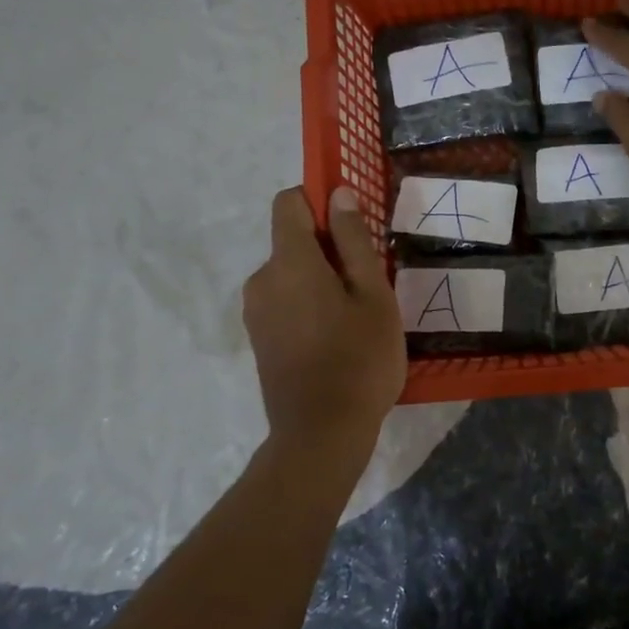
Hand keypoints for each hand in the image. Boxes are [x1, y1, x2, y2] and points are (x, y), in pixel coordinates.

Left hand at [243, 187, 404, 446]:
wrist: (321, 434)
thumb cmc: (359, 359)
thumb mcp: (373, 295)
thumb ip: (353, 241)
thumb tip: (338, 194)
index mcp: (290, 262)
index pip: (289, 203)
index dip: (319, 202)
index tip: (352, 228)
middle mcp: (262, 279)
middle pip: (292, 242)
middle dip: (328, 252)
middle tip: (368, 286)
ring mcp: (255, 312)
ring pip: (290, 275)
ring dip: (320, 282)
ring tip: (355, 318)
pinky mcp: (258, 339)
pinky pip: (284, 303)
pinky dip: (308, 307)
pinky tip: (335, 340)